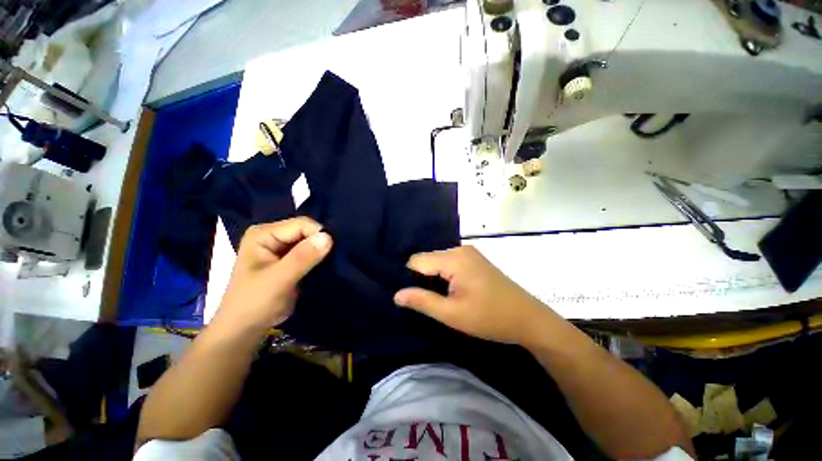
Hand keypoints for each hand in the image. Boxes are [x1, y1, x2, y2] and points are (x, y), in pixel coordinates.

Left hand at [216, 217, 332, 333]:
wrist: (245, 329)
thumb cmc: (255, 303)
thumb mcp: (278, 280)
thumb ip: (302, 257)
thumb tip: (328, 237)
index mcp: (264, 234)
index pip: (301, 224)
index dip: (318, 235)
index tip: (332, 252)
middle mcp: (273, 236)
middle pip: (307, 231)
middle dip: (321, 243)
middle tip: (333, 259)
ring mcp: (281, 248)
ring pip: (311, 242)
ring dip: (322, 252)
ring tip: (332, 263)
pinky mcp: (290, 260)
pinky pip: (310, 253)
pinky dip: (320, 259)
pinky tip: (326, 266)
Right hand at [394, 246, 552, 344]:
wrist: (528, 319)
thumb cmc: (490, 318)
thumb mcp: (452, 314)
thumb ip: (422, 301)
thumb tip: (396, 294)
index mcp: (454, 259)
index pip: (416, 260)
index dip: (411, 278)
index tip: (416, 298)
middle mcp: (460, 249)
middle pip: (427, 259)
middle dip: (423, 278)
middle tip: (431, 301)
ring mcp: (469, 253)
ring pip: (438, 261)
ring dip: (434, 278)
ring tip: (443, 298)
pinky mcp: (474, 259)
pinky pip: (449, 263)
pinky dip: (445, 275)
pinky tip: (453, 291)